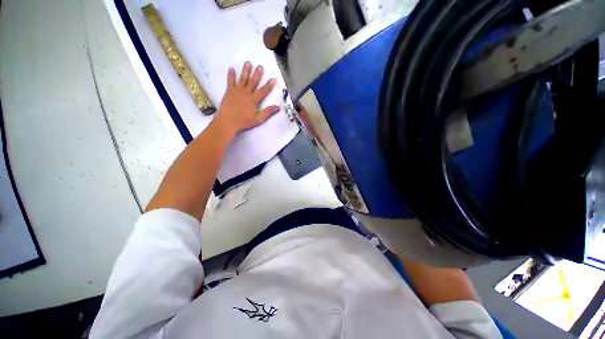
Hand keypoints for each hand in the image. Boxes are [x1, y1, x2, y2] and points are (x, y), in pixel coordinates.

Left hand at [213, 61, 280, 135]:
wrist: (227, 121)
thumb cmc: (243, 121)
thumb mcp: (258, 119)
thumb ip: (267, 112)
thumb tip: (278, 107)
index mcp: (253, 100)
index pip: (263, 91)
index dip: (269, 85)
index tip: (274, 79)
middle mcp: (246, 93)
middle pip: (253, 82)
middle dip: (257, 74)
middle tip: (260, 66)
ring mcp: (237, 91)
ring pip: (243, 79)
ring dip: (246, 71)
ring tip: (248, 62)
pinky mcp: (229, 91)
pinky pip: (230, 81)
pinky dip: (231, 75)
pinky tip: (231, 68)